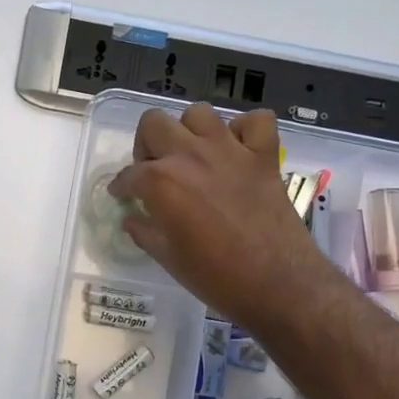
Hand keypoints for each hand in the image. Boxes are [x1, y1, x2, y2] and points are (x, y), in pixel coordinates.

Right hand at [108, 104, 328, 329]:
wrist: (277, 284)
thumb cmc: (215, 277)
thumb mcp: (167, 258)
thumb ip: (144, 231)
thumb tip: (132, 218)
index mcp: (161, 181)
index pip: (129, 174)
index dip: (121, 187)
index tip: (122, 195)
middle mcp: (191, 155)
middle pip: (154, 124)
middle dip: (147, 145)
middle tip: (155, 171)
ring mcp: (230, 150)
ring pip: (199, 114)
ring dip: (190, 131)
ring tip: (193, 156)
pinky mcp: (264, 156)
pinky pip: (256, 121)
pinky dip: (245, 130)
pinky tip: (237, 149)